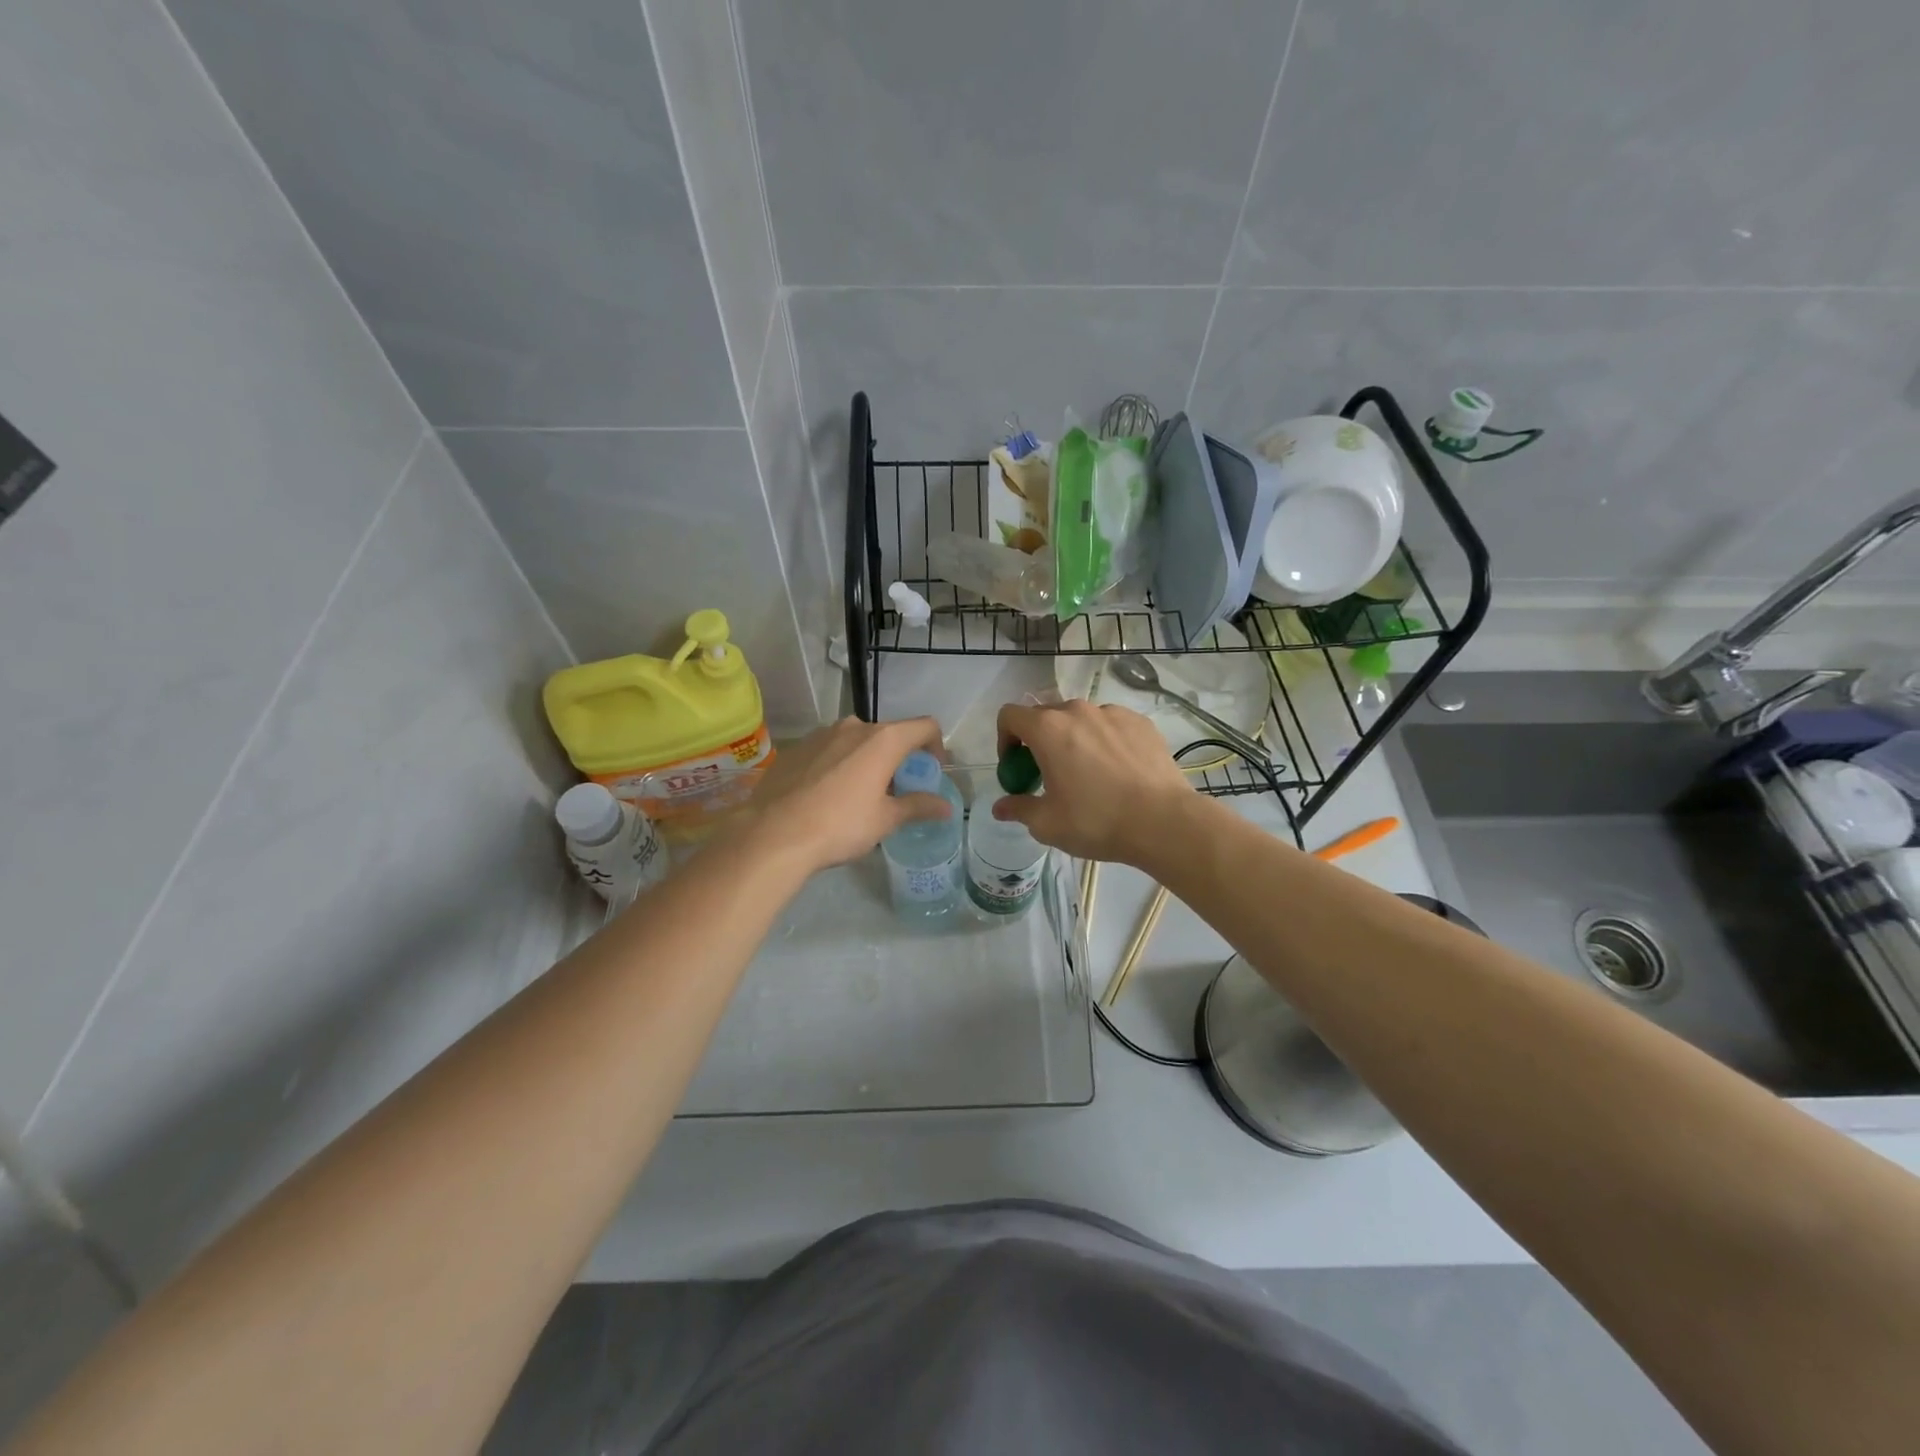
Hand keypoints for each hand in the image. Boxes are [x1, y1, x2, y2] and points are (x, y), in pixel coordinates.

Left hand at [742, 716, 951, 874]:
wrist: (773, 833)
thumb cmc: (840, 825)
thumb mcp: (885, 819)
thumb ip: (918, 806)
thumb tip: (946, 807)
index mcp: (883, 740)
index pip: (925, 726)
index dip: (936, 746)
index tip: (931, 773)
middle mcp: (854, 726)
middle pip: (889, 734)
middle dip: (899, 758)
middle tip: (896, 791)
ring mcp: (821, 734)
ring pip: (856, 741)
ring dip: (867, 760)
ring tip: (860, 794)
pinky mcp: (797, 748)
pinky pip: (829, 750)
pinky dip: (839, 764)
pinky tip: (828, 795)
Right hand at [992, 700, 1196, 865]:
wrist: (1164, 822)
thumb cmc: (1097, 821)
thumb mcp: (1048, 824)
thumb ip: (1019, 809)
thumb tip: (1001, 807)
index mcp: (1048, 729)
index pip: (1010, 716)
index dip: (1005, 739)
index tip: (1016, 767)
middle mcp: (1078, 711)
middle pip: (1045, 716)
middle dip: (1039, 742)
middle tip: (1048, 775)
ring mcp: (1113, 713)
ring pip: (1081, 720)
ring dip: (1073, 740)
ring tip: (1088, 775)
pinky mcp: (1141, 722)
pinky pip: (1110, 725)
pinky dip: (1105, 741)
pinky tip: (1118, 772)